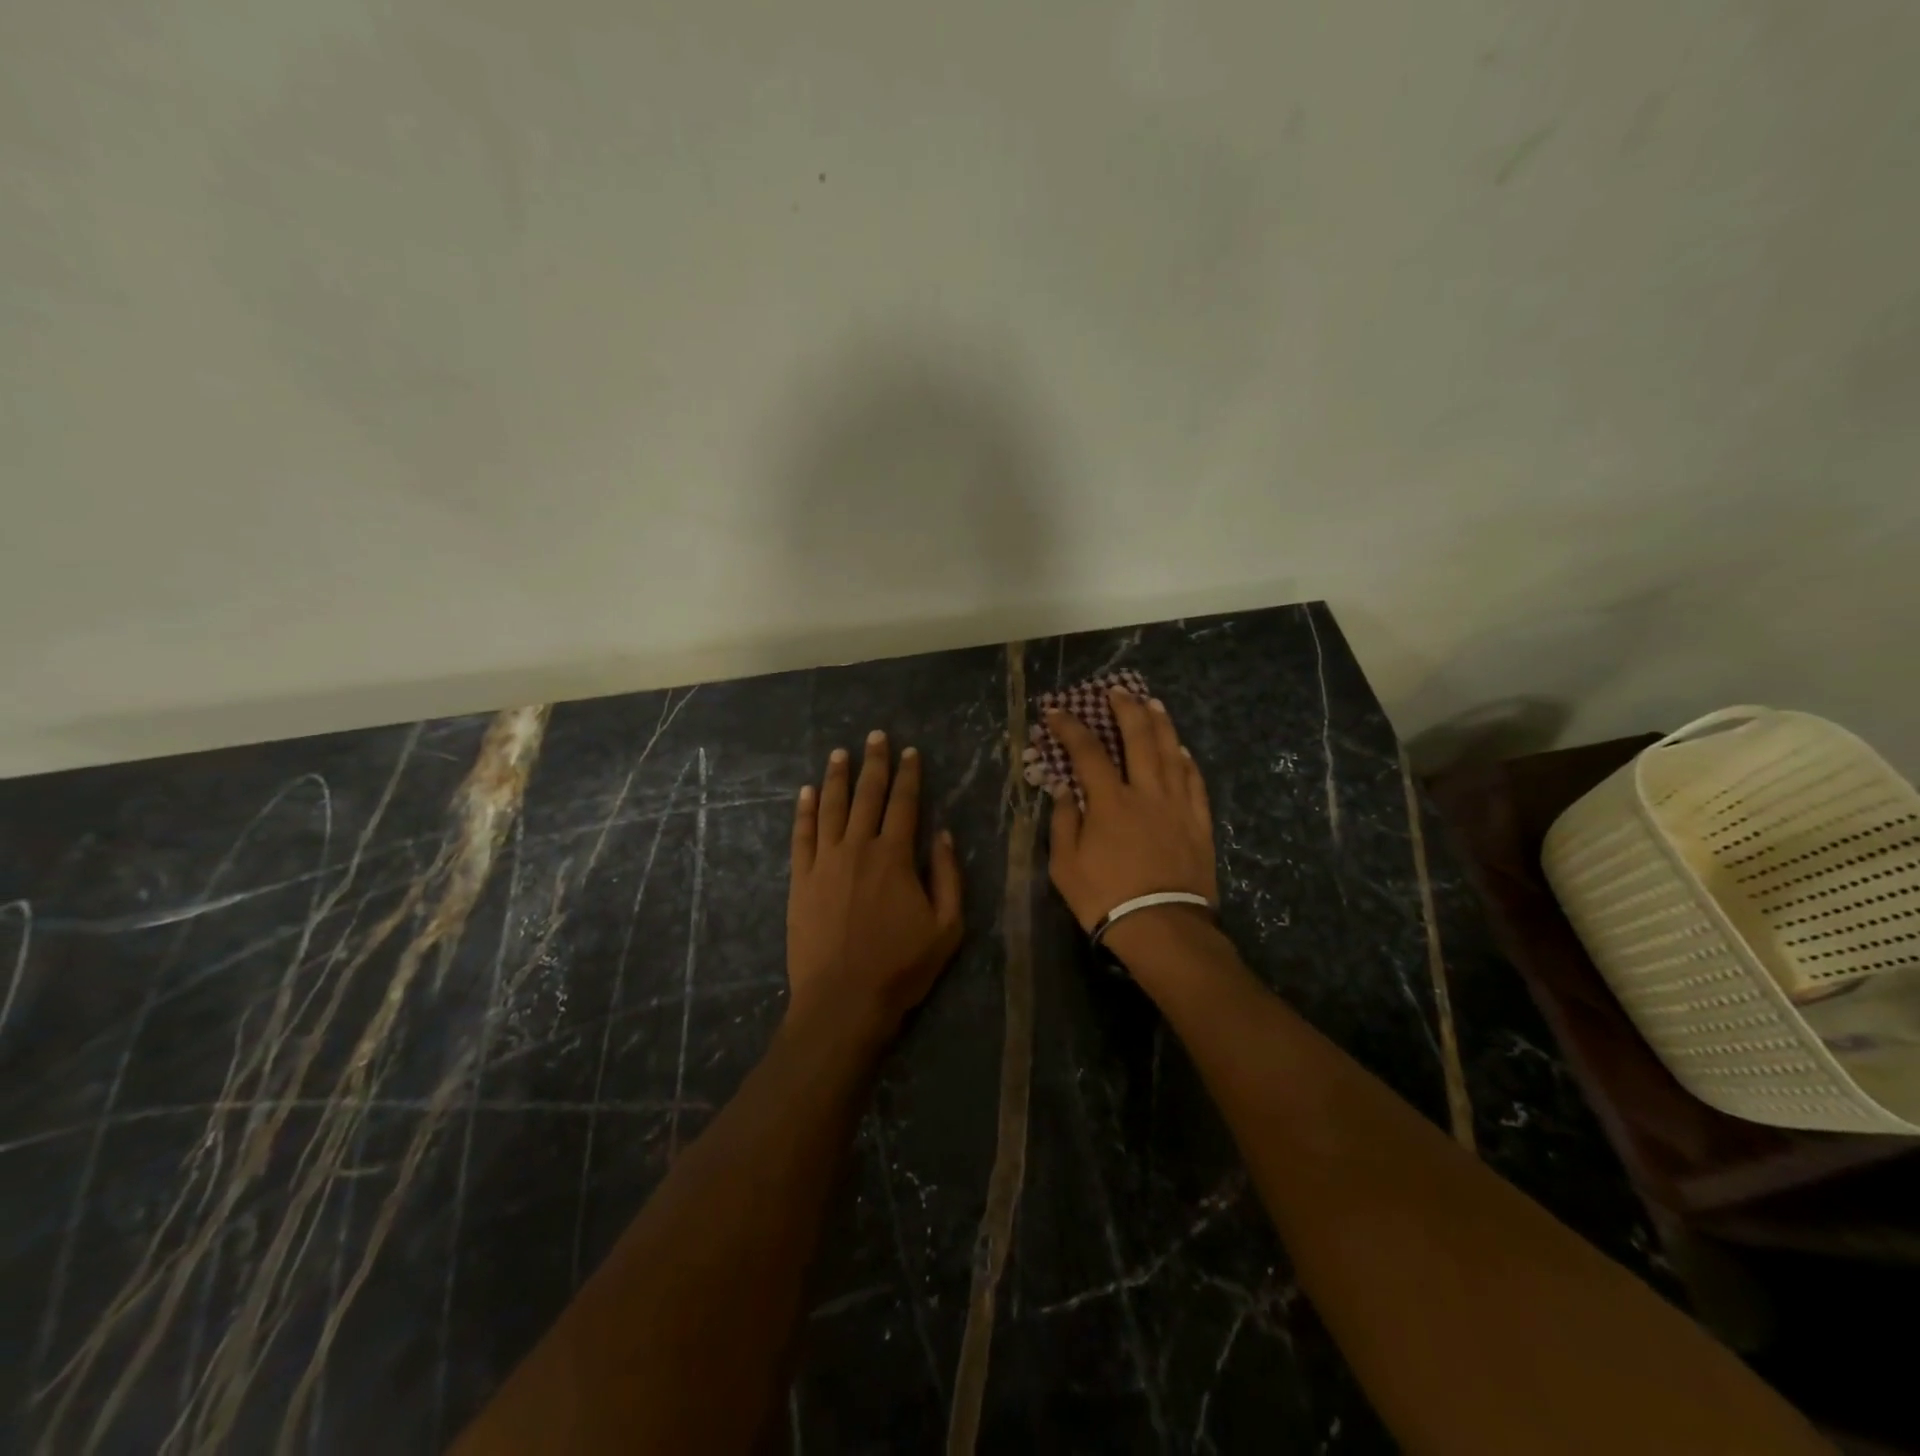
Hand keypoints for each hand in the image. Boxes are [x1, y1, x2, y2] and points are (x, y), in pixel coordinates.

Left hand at [787, 731, 963, 1044]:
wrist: (843, 1000)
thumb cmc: (901, 967)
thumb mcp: (947, 926)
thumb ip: (947, 875)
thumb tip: (942, 833)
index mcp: (895, 857)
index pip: (904, 804)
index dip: (909, 775)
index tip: (910, 752)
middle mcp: (858, 848)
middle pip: (867, 796)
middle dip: (874, 763)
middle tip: (876, 736)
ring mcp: (825, 862)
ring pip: (831, 808)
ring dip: (837, 777)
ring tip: (840, 753)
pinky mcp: (801, 880)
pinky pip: (802, 836)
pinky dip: (805, 811)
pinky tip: (807, 792)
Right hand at [1045, 689, 1218, 935]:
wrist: (1162, 928)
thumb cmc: (1105, 898)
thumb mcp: (1065, 865)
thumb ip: (1064, 821)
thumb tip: (1063, 789)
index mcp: (1110, 801)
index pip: (1087, 752)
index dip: (1070, 727)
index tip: (1056, 712)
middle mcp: (1146, 793)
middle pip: (1138, 738)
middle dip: (1125, 709)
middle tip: (1117, 691)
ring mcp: (1177, 806)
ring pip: (1171, 753)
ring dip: (1161, 724)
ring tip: (1152, 704)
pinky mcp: (1198, 823)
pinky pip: (1195, 782)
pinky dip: (1187, 761)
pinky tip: (1182, 750)